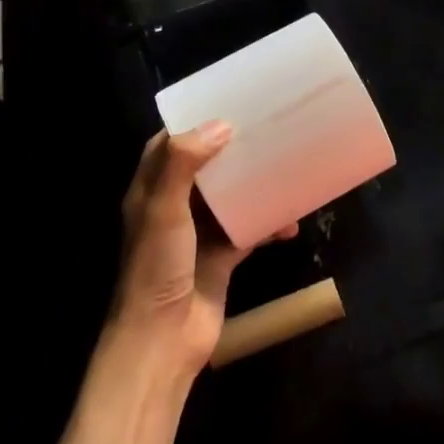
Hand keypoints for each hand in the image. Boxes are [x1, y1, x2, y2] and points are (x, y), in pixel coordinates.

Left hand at [110, 123, 295, 380]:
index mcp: (151, 192)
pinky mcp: (222, 257)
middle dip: (232, 150)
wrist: (164, 339)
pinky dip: (269, 224)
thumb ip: (184, 165)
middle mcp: (174, 208)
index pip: (168, 146)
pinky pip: (250, 231)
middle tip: (266, 130)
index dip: (193, 125)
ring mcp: (199, 234)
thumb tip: (221, 125)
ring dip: (256, 185)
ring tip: (285, 167)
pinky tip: (291, 222)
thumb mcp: (164, 211)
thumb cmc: (158, 268)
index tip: (225, 104)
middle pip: (206, 168)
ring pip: (231, 198)